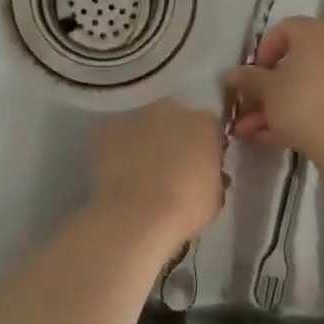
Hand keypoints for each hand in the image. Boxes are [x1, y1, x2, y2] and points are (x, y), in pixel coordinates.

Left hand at [91, 99, 224, 243]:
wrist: (137, 215)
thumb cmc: (186, 208)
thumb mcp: (215, 196)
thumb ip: (213, 176)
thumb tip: (205, 173)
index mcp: (204, 123)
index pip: (209, 130)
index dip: (204, 150)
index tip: (200, 171)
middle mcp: (171, 109)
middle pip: (175, 121)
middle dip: (174, 141)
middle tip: (170, 171)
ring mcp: (137, 116)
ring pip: (144, 127)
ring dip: (145, 143)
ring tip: (139, 175)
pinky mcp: (107, 128)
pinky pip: (117, 137)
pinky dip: (118, 151)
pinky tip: (118, 175)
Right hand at [223, 16, 323, 160]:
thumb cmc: (300, 102)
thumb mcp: (266, 89)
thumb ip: (248, 78)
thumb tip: (232, 74)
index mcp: (315, 33)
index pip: (283, 29)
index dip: (262, 51)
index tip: (251, 75)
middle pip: (291, 62)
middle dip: (263, 87)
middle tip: (245, 105)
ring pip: (301, 86)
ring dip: (272, 106)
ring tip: (246, 131)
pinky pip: (315, 101)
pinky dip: (293, 114)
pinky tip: (267, 137)